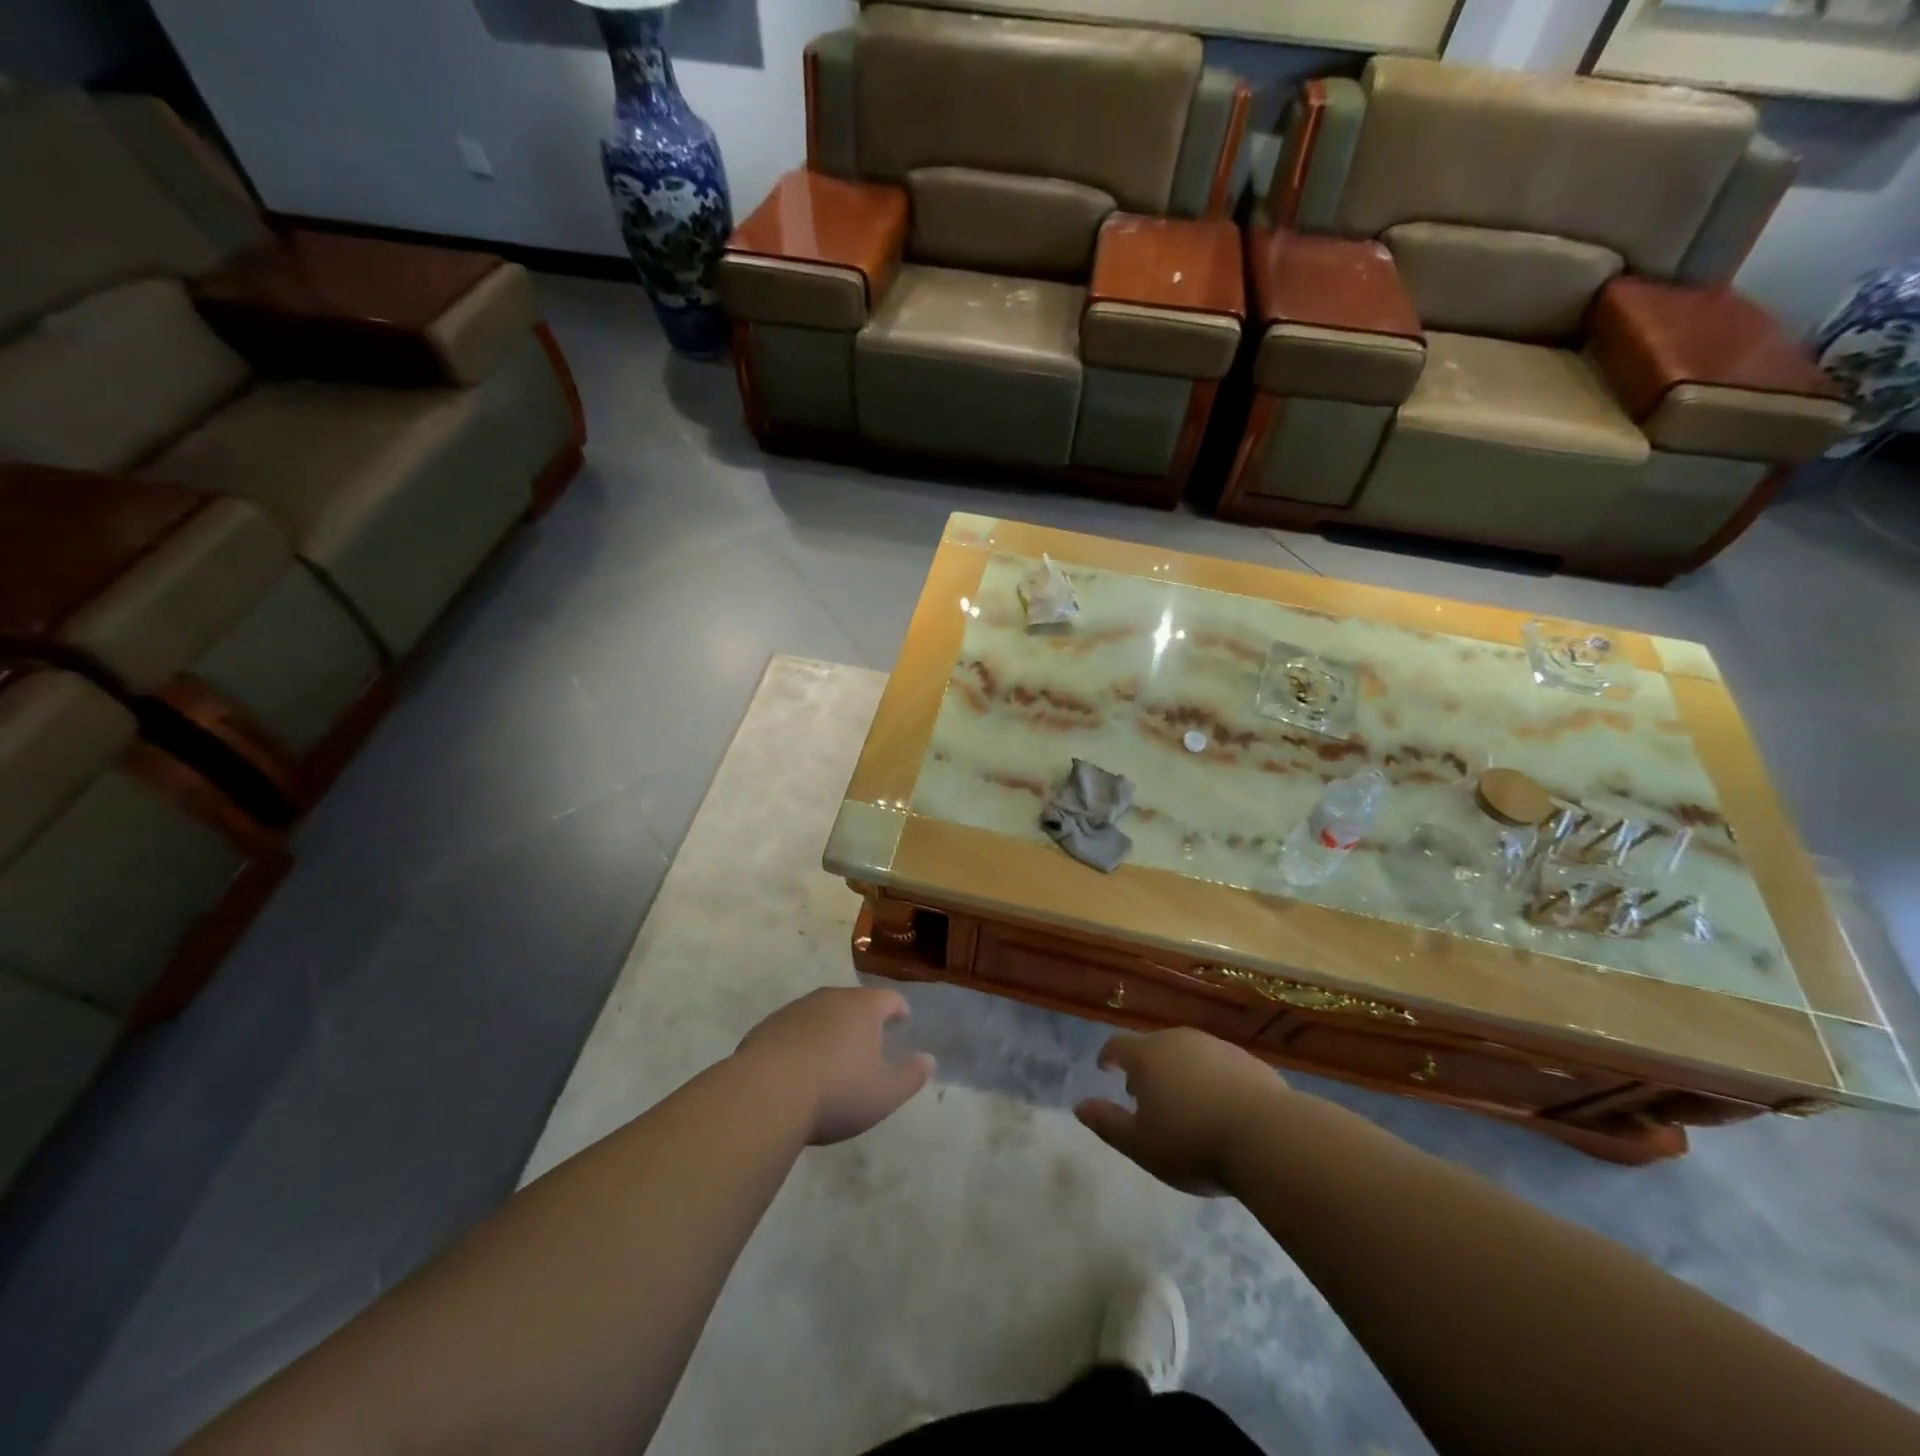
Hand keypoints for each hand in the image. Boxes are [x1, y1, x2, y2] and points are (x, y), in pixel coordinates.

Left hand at [735, 987, 933, 1145]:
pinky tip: (798, 1067)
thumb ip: (911, 1076)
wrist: (765, 1095)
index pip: (888, 999)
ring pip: (820, 1014)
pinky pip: (792, 1030)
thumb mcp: (885, 1093)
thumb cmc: (836, 1091)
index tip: (903, 1019)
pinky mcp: (765, 1029)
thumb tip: (929, 1060)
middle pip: (852, 1002)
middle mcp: (829, 999)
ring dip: (830, 1029)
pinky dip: (801, 1042)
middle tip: (869, 1039)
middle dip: (863, 1018)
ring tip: (833, 1055)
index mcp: (862, 1008)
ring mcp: (794, 1011)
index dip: (899, 1009)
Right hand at [1075, 1029, 1287, 1194]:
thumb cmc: (1192, 1142)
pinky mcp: (1249, 1062)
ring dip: (1179, 1071)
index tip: (1105, 1069)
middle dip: (1145, 1066)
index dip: (1108, 1056)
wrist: (1269, 1137)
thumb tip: (1079, 1106)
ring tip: (1183, 1102)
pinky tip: (1221, 1107)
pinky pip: (1220, 1065)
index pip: (1118, 1045)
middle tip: (1143, 1094)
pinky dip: (1211, 1079)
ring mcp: (1217, 1047)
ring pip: (1188, 1053)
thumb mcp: (1141, 1145)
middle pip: (1154, 1046)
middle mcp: (1180, 1041)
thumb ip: (1107, 1123)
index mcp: (1148, 1056)